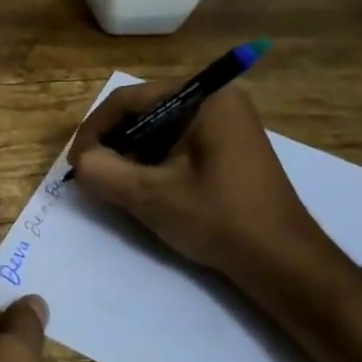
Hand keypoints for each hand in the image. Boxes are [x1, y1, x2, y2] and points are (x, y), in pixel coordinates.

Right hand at [69, 84, 347, 304]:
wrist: (284, 263)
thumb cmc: (220, 220)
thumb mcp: (151, 196)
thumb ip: (104, 172)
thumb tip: (82, 162)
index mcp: (204, 98)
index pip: (129, 100)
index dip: (94, 130)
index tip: (76, 164)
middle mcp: (216, 100)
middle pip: (144, 112)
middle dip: (113, 143)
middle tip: (92, 175)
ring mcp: (226, 123)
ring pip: (158, 129)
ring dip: (131, 155)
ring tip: (114, 185)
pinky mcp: (227, 146)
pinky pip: (176, 143)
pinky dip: (154, 162)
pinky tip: (145, 189)